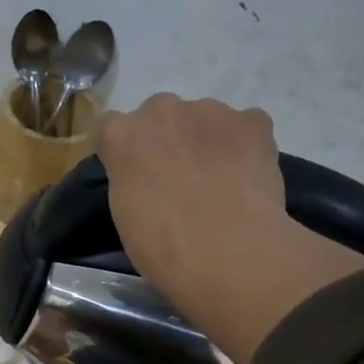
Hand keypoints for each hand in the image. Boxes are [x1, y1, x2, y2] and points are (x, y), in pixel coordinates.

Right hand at [97, 94, 286, 291]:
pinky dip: (245, 147)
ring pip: (205, 120)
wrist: (227, 254)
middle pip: (160, 117)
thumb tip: (148, 178)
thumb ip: (130, 180)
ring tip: (220, 185)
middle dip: (167, 141)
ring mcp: (210, 110)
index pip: (110, 127)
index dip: (123, 151)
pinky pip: (245, 128)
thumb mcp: (125, 215)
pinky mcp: (253, 121)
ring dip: (206, 142)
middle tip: (180, 182)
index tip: (133, 175)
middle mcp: (162, 109)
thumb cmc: (162, 247)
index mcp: (122, 135)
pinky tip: (248, 180)